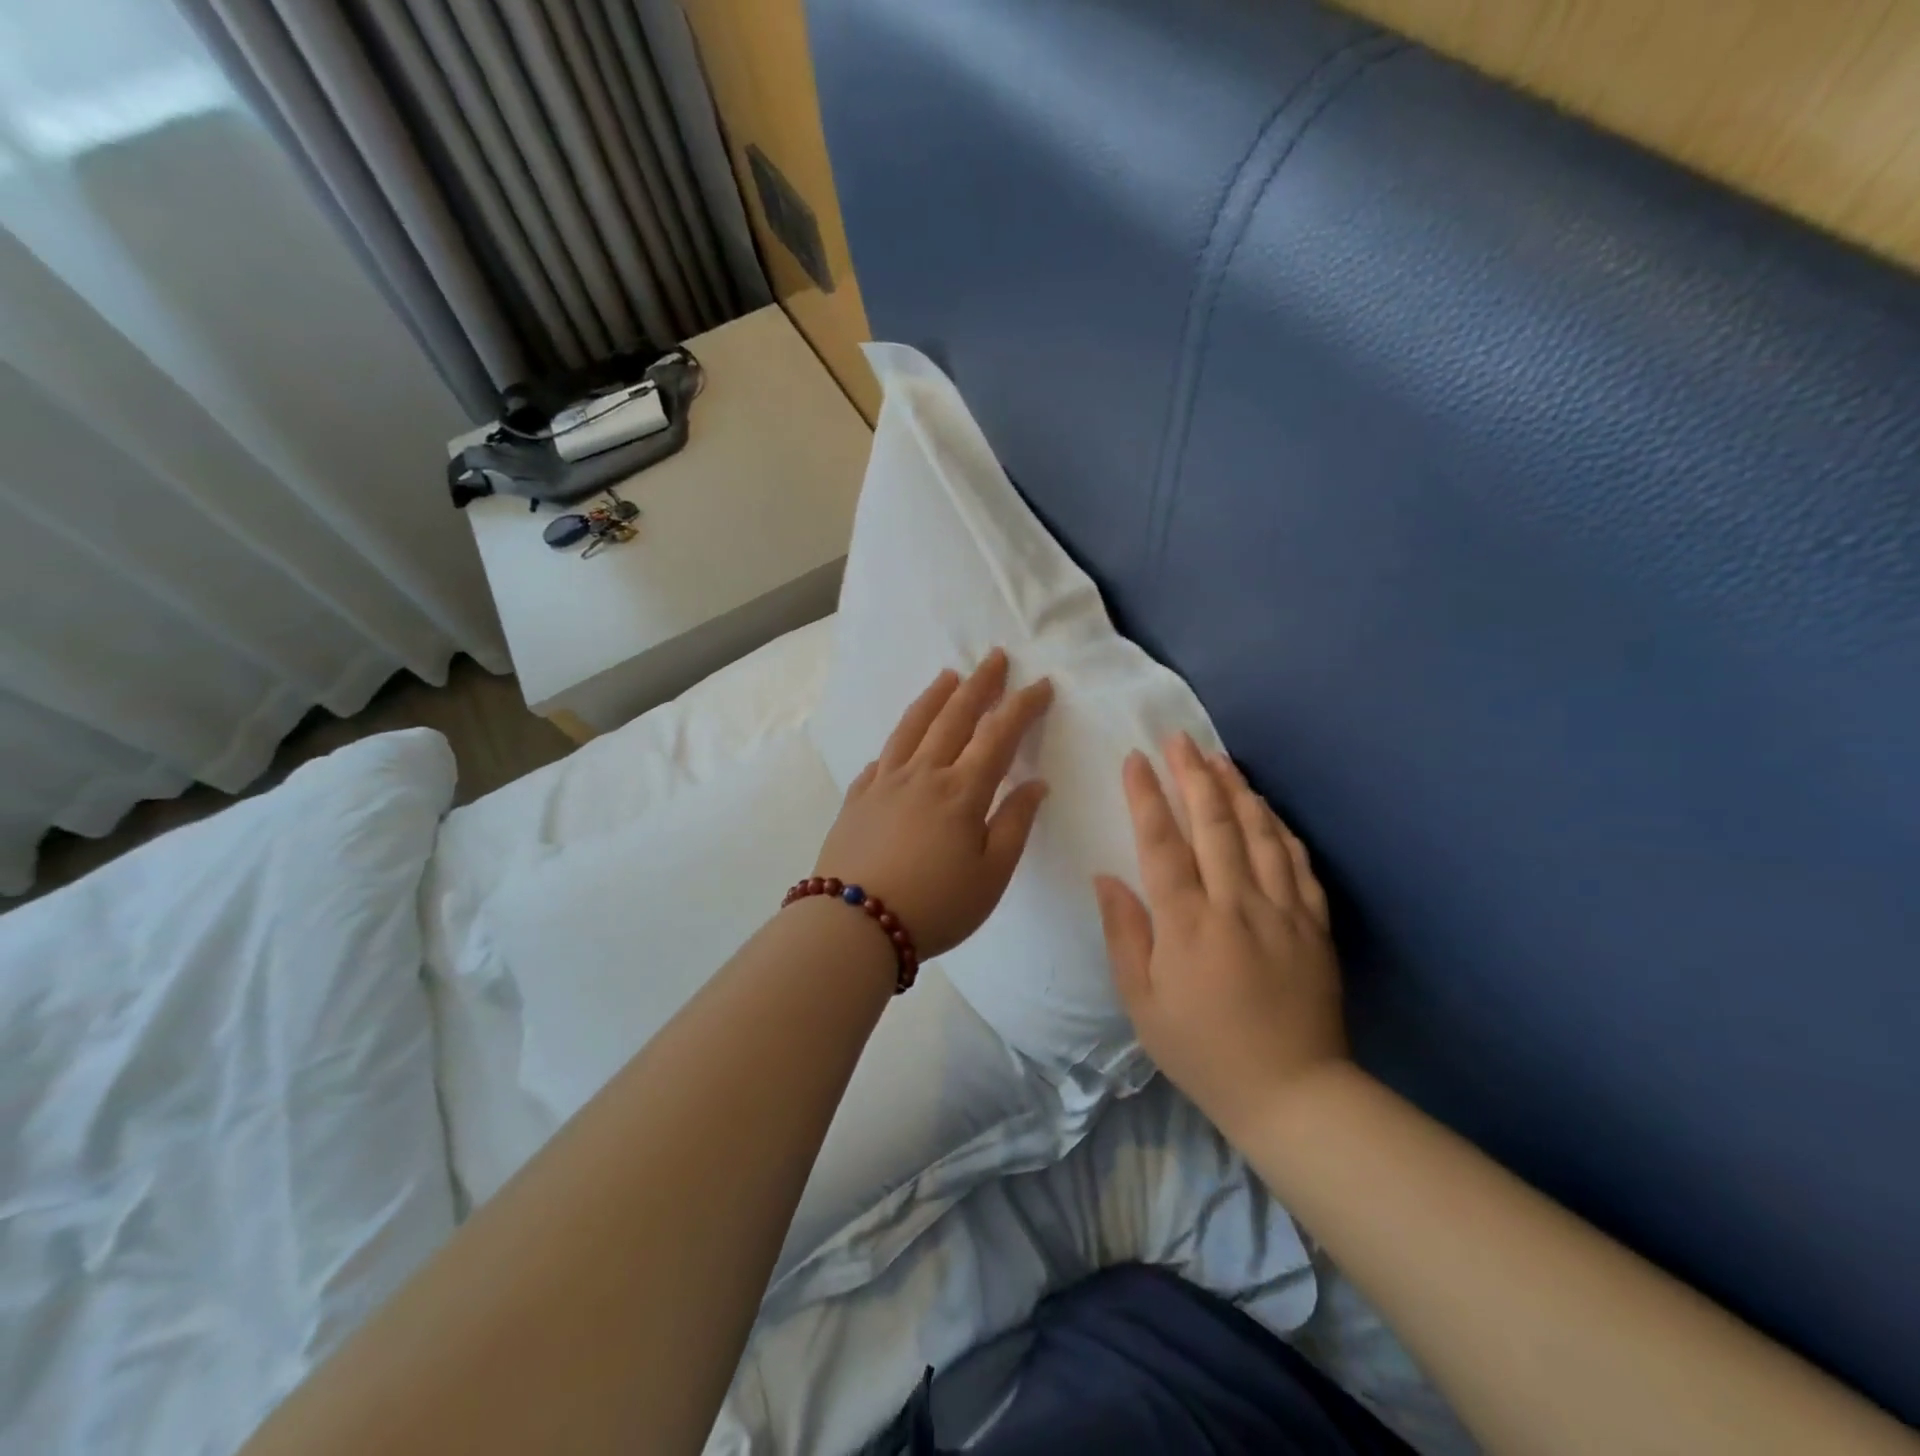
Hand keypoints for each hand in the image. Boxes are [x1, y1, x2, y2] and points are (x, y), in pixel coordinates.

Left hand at [813, 649, 1052, 958]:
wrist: (854, 925)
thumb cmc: (936, 905)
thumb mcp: (991, 876)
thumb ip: (1015, 824)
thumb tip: (1036, 783)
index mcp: (962, 791)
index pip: (999, 735)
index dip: (1023, 707)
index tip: (1041, 685)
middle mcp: (924, 773)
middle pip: (955, 716)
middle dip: (980, 684)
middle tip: (995, 657)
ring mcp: (885, 781)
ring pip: (914, 726)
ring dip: (935, 697)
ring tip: (949, 676)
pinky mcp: (858, 797)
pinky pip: (882, 756)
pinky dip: (898, 739)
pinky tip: (902, 739)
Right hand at [1094, 731, 1346, 1138]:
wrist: (1293, 1094)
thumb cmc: (1203, 1050)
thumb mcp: (1142, 1003)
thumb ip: (1123, 934)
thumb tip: (1106, 877)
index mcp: (1188, 925)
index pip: (1163, 844)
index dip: (1147, 797)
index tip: (1135, 759)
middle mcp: (1236, 905)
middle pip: (1214, 824)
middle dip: (1193, 775)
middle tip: (1180, 739)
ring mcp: (1283, 911)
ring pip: (1259, 833)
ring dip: (1237, 790)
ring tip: (1219, 758)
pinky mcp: (1314, 924)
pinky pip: (1298, 863)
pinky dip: (1279, 828)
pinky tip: (1266, 809)